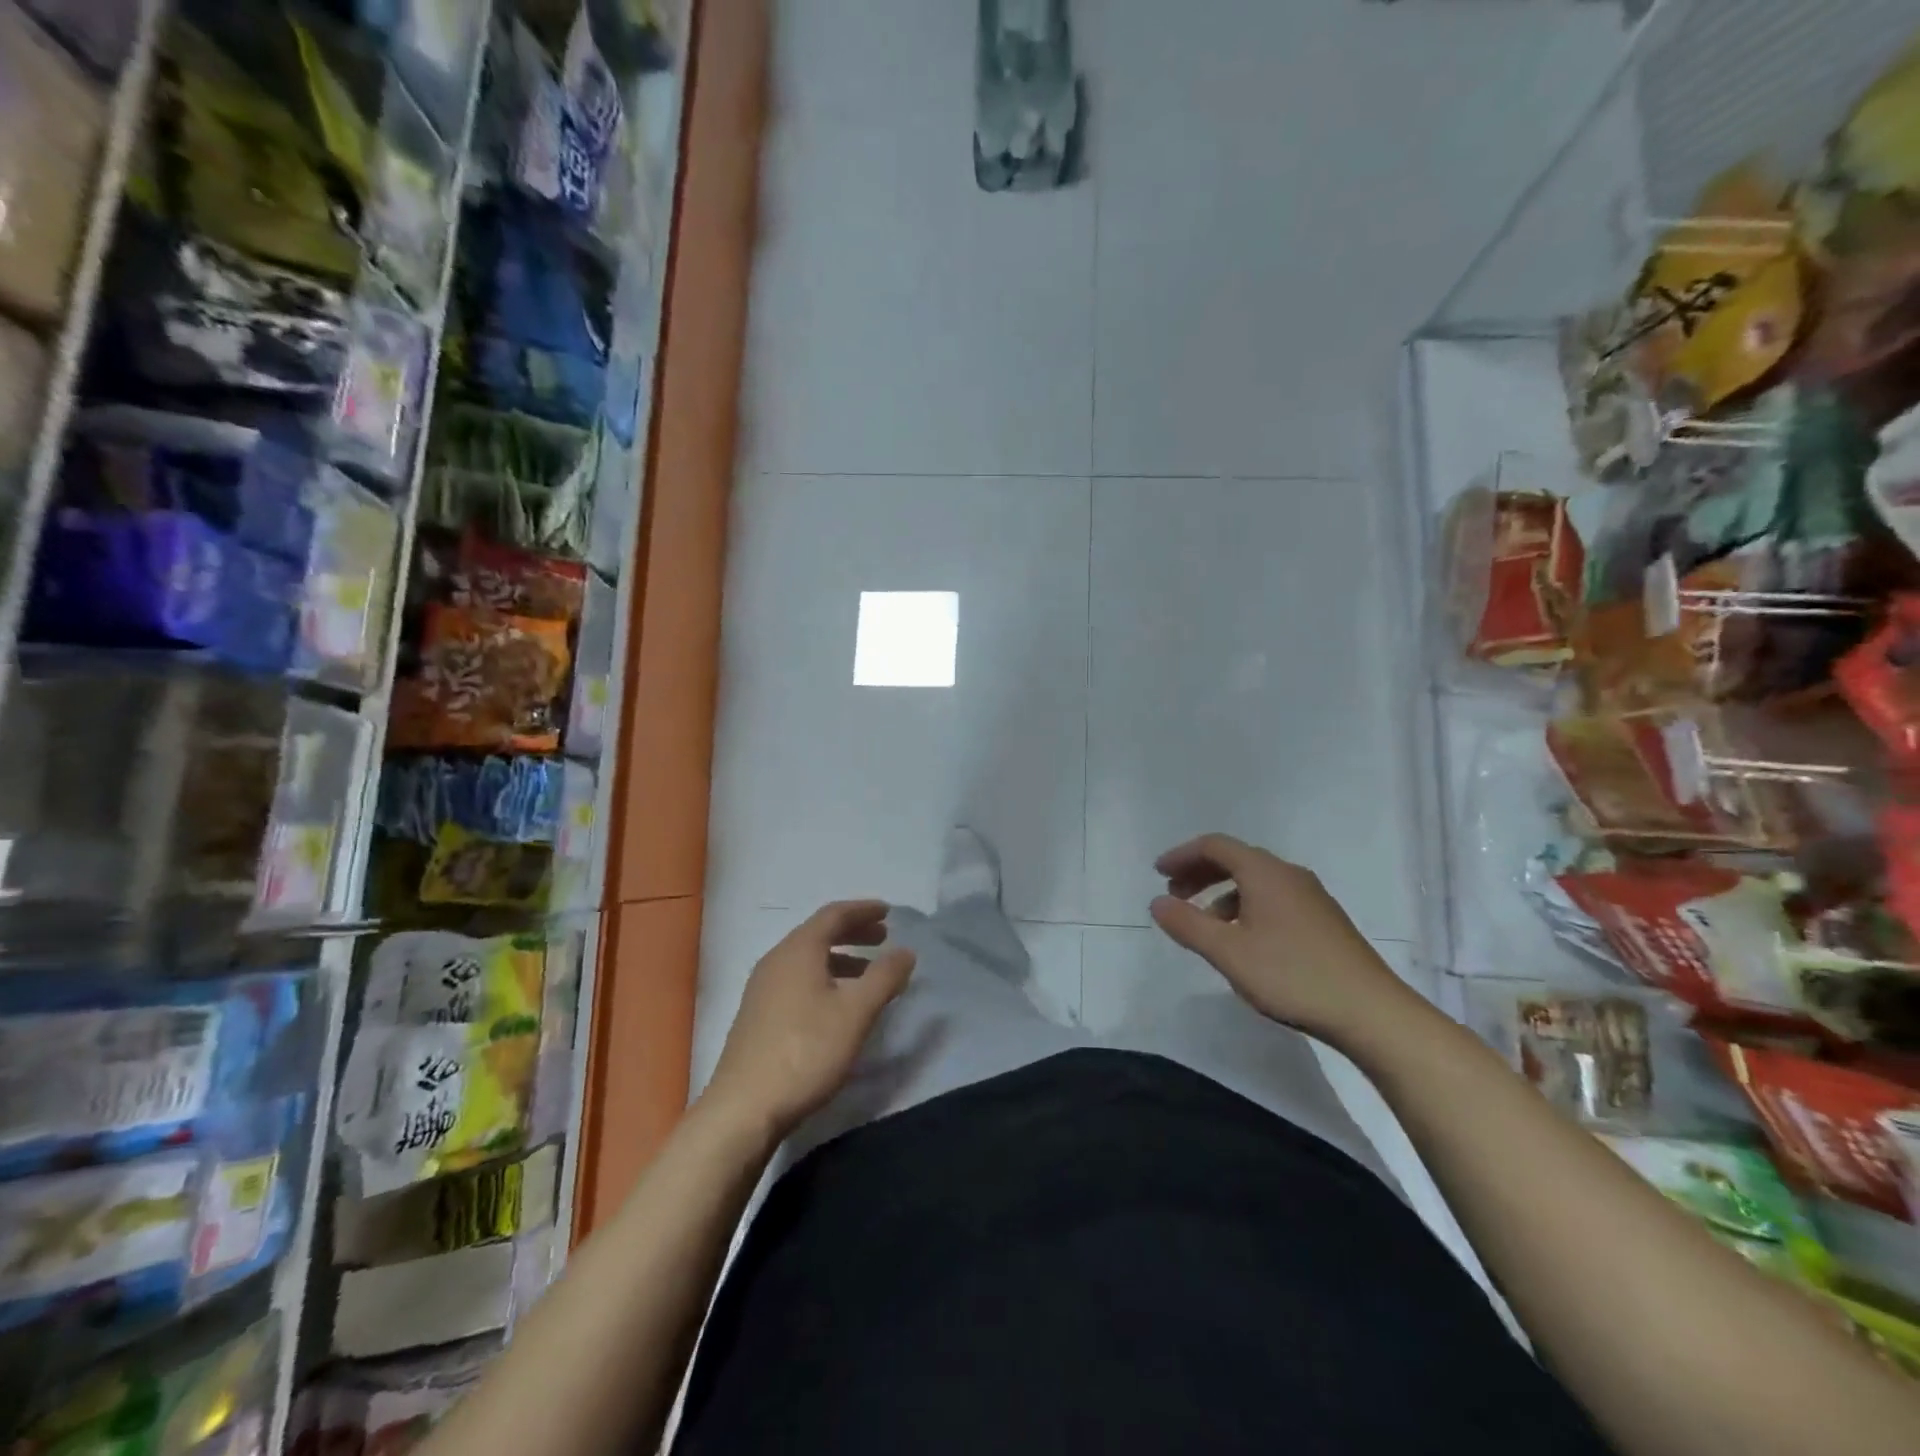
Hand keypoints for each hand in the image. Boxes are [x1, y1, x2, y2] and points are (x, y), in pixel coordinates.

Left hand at [701, 900, 915, 1142]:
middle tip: (882, 938)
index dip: (863, 910)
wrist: (744, 1108)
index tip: (888, 912)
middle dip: (853, 932)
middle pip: (818, 933)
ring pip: (807, 959)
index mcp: (798, 950)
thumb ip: (884, 977)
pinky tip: (836, 1004)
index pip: (834, 915)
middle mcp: (776, 960)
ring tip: (866, 973)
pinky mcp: (757, 1014)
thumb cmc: (806, 1051)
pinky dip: (823, 977)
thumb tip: (906, 951)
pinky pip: (796, 979)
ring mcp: (762, 988)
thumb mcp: (855, 1013)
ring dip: (839, 958)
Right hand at [1148, 834, 1413, 1041]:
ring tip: (1205, 925)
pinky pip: (1273, 899)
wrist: (1371, 1012)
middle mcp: (1288, 875)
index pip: (1215, 846)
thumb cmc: (1292, 975)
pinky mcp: (1323, 921)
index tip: (1158, 874)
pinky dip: (1246, 907)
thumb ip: (1188, 924)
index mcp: (1264, 872)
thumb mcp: (1228, 952)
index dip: (1182, 855)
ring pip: (1255, 881)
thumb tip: (1157, 902)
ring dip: (1222, 894)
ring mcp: (1311, 897)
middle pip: (1236, 859)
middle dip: (1200, 873)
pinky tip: (1243, 941)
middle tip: (1174, 896)